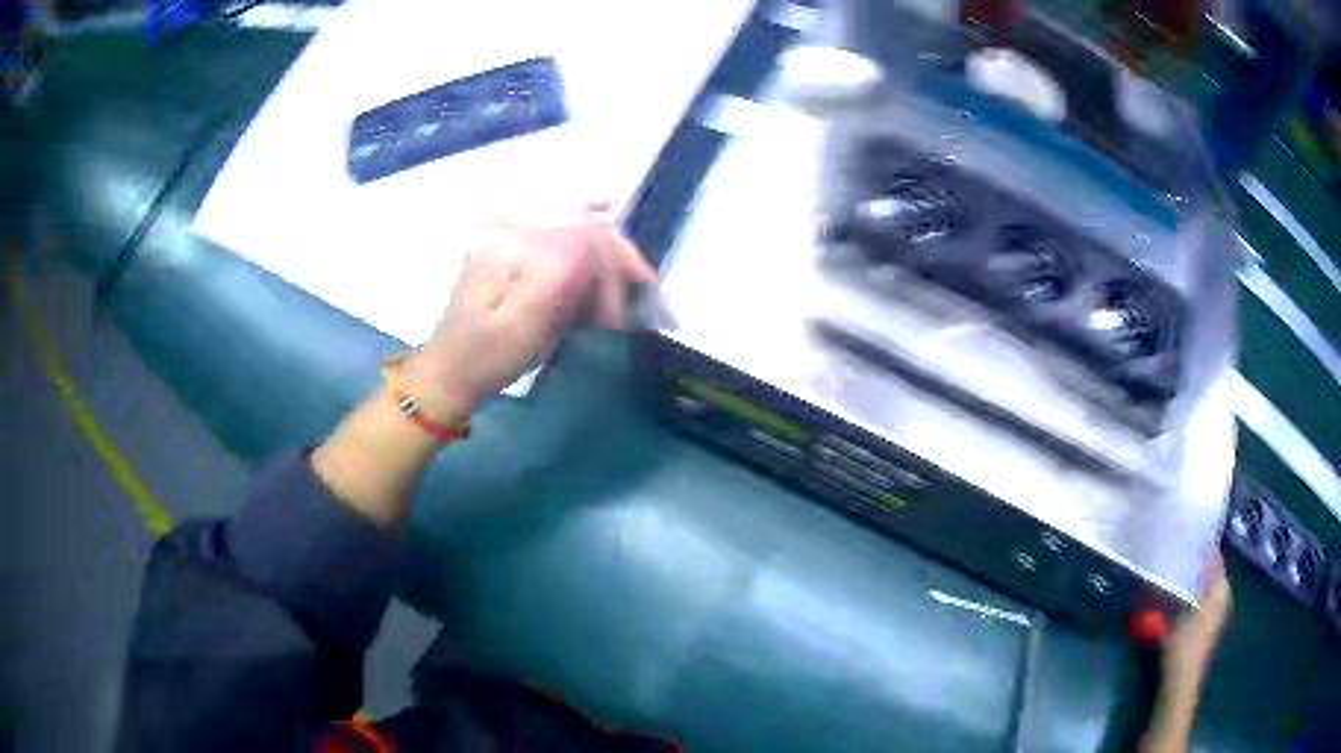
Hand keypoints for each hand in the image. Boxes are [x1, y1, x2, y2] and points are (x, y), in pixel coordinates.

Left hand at [402, 206, 656, 421]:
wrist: (451, 367)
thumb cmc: (487, 357)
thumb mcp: (525, 327)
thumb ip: (560, 279)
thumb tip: (600, 250)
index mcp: (507, 243)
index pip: (583, 240)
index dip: (613, 274)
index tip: (619, 318)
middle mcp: (507, 223)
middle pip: (583, 224)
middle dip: (618, 258)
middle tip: (642, 291)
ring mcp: (507, 226)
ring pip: (576, 221)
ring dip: (608, 248)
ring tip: (629, 277)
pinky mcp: (509, 237)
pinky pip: (560, 221)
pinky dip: (588, 223)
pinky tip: (606, 210)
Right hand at [1138, 552, 1231, 752]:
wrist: (1181, 680)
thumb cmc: (1184, 644)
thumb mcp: (1183, 611)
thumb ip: (1186, 582)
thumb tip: (1185, 558)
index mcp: (1220, 588)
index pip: (1215, 557)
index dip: (1204, 545)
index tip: (1189, 532)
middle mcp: (1222, 595)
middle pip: (1212, 569)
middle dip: (1199, 559)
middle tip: (1182, 548)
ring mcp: (1214, 611)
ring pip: (1206, 583)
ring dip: (1195, 575)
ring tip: (1178, 566)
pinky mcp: (1205, 623)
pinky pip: (1202, 595)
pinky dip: (1193, 589)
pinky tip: (1179, 591)